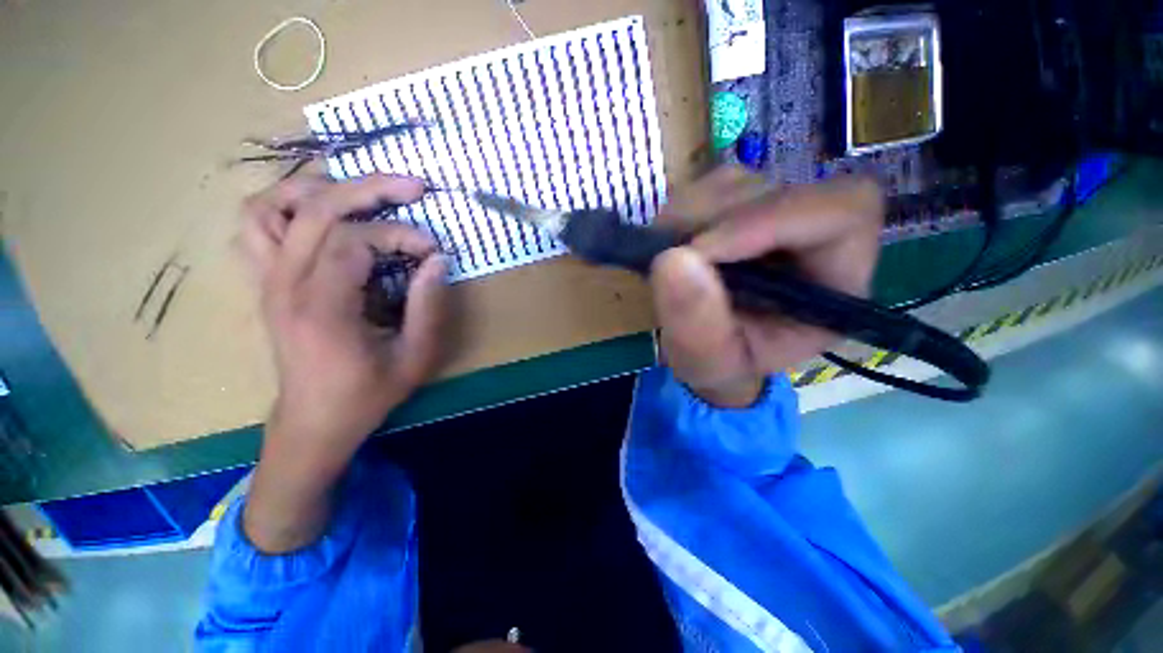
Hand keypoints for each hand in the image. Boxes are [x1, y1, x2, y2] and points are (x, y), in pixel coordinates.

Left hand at [237, 173, 447, 551]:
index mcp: (322, 308)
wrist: (314, 421)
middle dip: (370, 188)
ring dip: (318, 188)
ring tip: (362, 193)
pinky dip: (284, 206)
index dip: (401, 234)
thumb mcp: (416, 357)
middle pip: (314, 208)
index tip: (433, 250)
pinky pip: (256, 226)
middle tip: (413, 187)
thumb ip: (429, 306)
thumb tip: (438, 260)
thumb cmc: (368, 394)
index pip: (354, 240)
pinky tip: (320, 214)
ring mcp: (266, 281)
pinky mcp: (265, 282)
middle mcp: (283, 285)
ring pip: (271, 206)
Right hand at [650, 167, 883, 407]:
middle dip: (710, 225)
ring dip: (687, 218)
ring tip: (667, 262)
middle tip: (669, 261)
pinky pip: (706, 187)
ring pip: (735, 183)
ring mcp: (771, 213)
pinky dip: (677, 213)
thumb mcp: (708, 363)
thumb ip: (697, 327)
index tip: (700, 250)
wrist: (707, 349)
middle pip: (775, 190)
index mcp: (834, 280)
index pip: (842, 212)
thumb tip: (672, 261)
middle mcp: (811, 236)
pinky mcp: (736, 205)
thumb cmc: (721, 364)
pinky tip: (670, 247)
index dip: (771, 219)